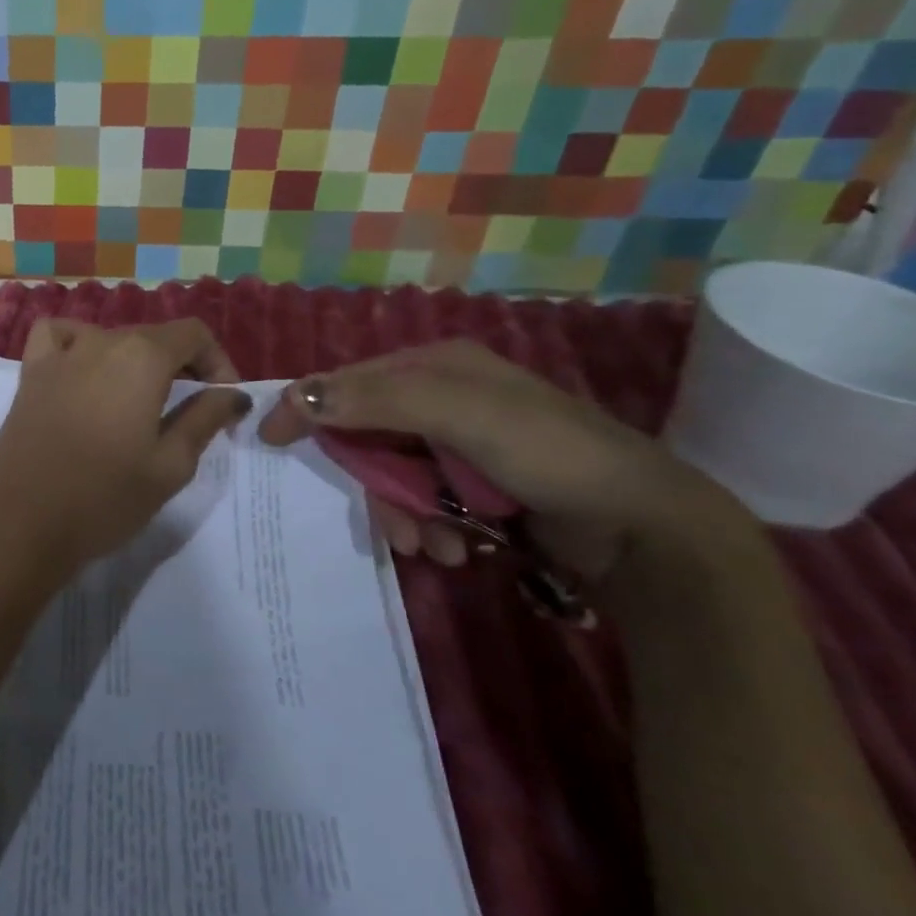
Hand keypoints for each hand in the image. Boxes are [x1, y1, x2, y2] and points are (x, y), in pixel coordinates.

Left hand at [0, 318, 251, 581]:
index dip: (217, 362)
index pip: (193, 333)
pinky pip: (58, 336)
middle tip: (190, 411)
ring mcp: (60, 353)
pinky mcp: (30, 372)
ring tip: (140, 401)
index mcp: (142, 356)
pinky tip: (83, 371)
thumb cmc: (105, 498)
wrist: (22, 523)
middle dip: (181, 366)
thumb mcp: (171, 465)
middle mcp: (101, 340)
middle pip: (153, 336)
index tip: (224, 399)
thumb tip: (232, 393)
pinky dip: (77, 343)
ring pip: (111, 338)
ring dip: (135, 360)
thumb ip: (205, 418)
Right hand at [257, 340, 737, 580]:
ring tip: (432, 545)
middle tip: (389, 522)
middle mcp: (442, 398)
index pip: (350, 379)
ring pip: (391, 475)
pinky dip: (426, 526)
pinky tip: (452, 549)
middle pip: (367, 434)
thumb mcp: (459, 415)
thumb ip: (376, 401)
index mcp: (436, 365)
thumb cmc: (548, 453)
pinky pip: (420, 502)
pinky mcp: (474, 487)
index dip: (308, 405)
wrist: (646, 530)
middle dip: (373, 482)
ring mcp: (458, 445)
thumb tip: (295, 394)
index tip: (269, 437)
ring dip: (402, 514)